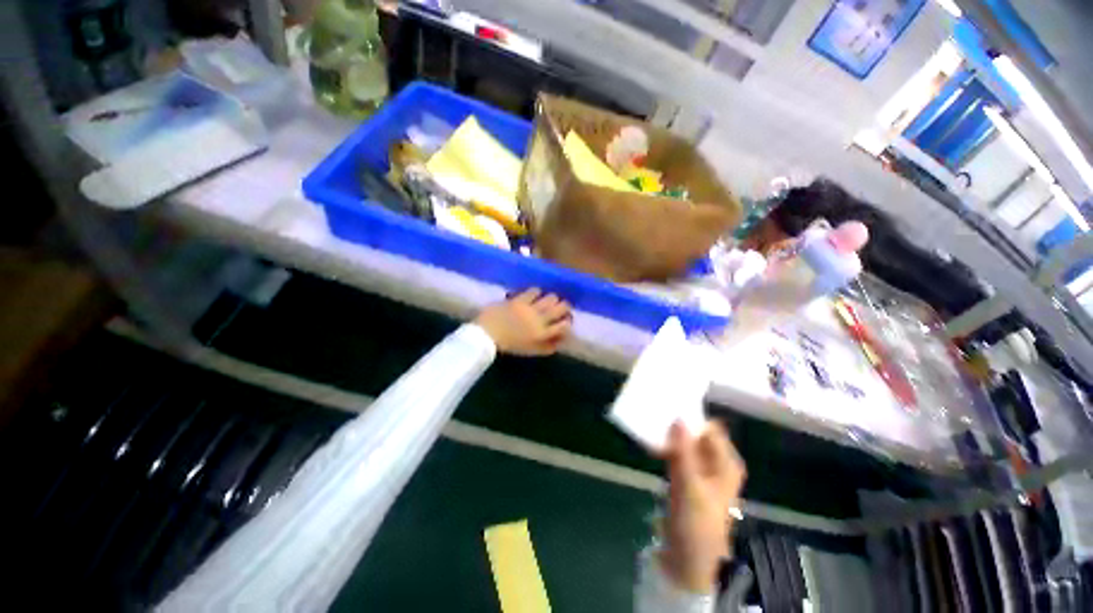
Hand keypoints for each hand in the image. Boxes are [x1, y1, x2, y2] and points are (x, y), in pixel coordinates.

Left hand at [475, 288, 572, 355]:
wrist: (487, 335)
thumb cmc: (510, 345)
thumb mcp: (531, 351)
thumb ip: (547, 347)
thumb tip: (560, 342)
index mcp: (543, 334)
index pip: (564, 326)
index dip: (568, 322)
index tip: (567, 321)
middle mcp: (540, 320)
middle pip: (561, 308)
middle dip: (565, 306)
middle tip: (562, 306)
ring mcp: (530, 308)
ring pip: (550, 298)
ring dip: (552, 298)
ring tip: (549, 299)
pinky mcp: (520, 300)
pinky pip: (534, 291)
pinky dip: (537, 292)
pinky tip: (535, 294)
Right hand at [659, 420, 745, 593]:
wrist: (689, 559)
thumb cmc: (697, 523)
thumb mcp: (690, 485)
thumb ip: (683, 451)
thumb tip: (678, 418)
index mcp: (726, 463)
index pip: (711, 429)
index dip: (692, 417)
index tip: (669, 406)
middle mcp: (716, 463)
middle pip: (697, 435)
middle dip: (677, 425)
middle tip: (656, 412)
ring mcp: (701, 471)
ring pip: (685, 445)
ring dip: (669, 437)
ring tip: (650, 423)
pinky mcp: (687, 479)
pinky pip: (677, 456)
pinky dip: (666, 450)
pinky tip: (651, 444)